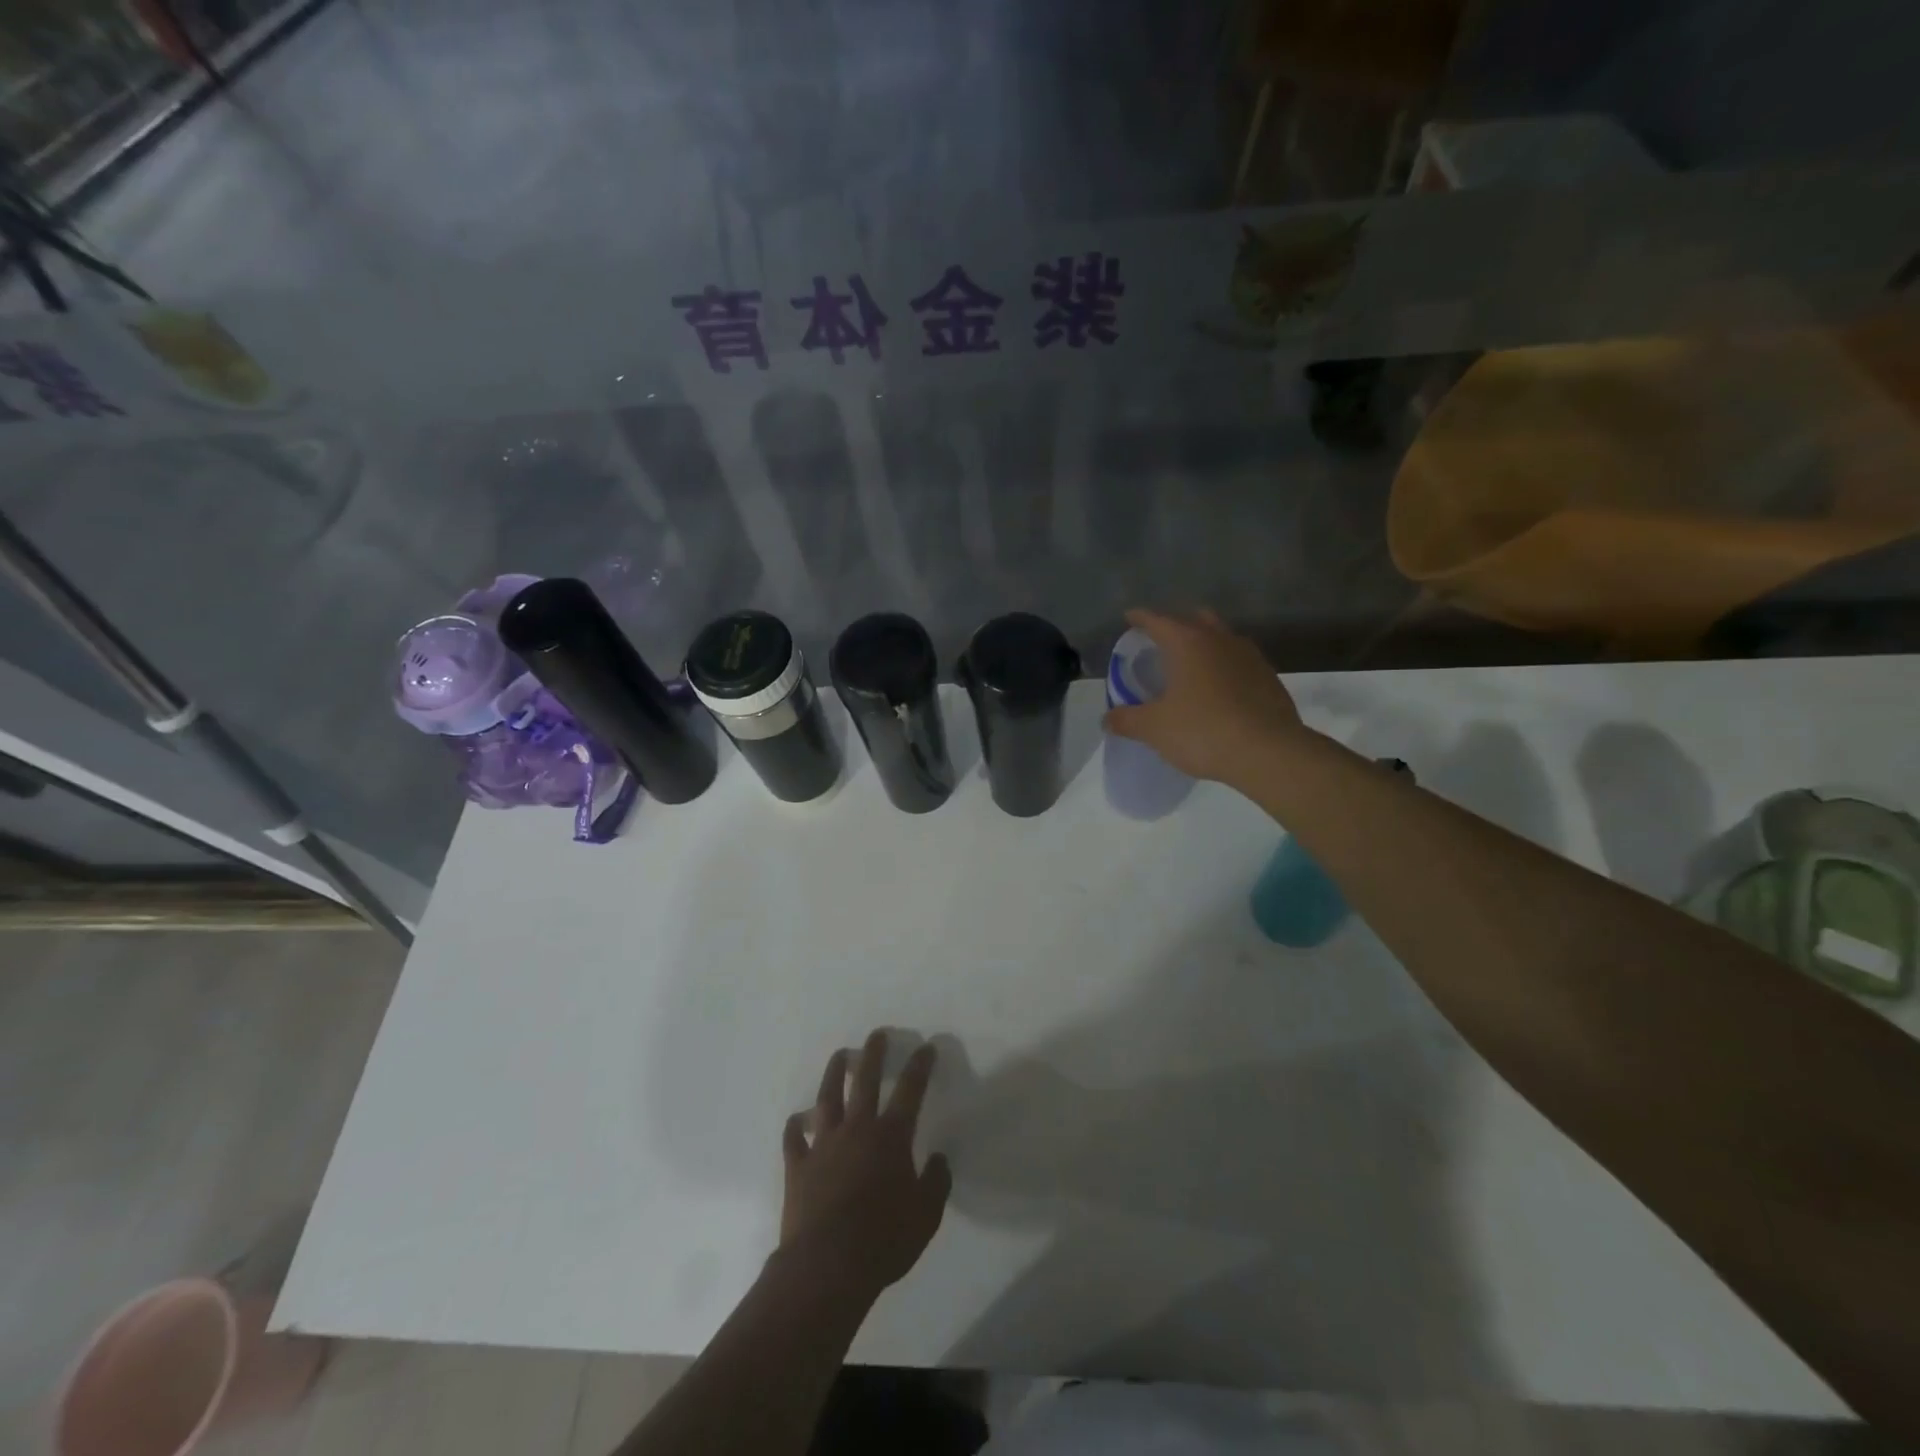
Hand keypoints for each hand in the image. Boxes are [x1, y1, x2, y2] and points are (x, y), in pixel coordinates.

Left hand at [780, 1031, 950, 1302]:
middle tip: (877, 1034)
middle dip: (873, 1054)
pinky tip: (797, 1118)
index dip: (919, 1066)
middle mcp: (856, 1129)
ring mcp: (823, 1144)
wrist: (827, 1265)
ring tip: (839, 1056)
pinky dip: (795, 1125)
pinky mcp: (798, 1165)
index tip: (925, 1047)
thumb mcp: (925, 1217)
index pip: (910, 1091)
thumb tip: (938, 1159)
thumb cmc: (883, 1240)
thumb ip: (936, 1183)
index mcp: (890, 1137)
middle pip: (865, 1081)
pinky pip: (793, 1137)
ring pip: (828, 1097)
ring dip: (834, 1074)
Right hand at [1103, 608, 1310, 783]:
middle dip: (1177, 625)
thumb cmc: (1203, 731)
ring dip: (1205, 644)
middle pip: (1195, 620)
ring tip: (1191, 665)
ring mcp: (1249, 656)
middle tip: (1161, 641)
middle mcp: (1220, 640)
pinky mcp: (1269, 677)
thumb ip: (1127, 720)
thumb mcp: (1155, 729)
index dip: (1140, 618)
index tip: (1130, 617)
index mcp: (1188, 643)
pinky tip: (1219, 690)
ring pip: (1222, 638)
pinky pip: (1240, 662)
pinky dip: (1225, 667)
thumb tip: (1107, 719)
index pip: (1158, 620)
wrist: (1269, 751)